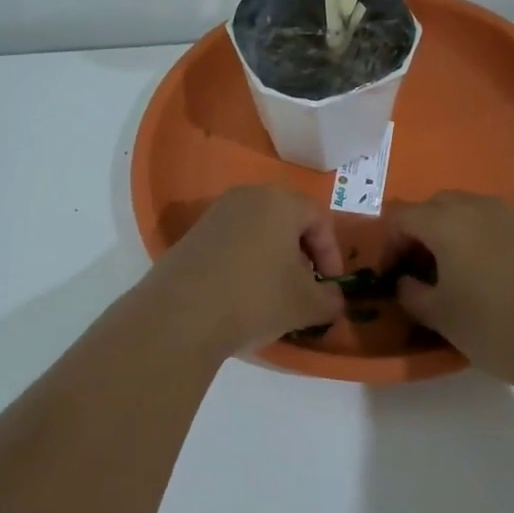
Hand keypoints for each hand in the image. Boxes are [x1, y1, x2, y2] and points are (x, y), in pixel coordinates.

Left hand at [148, 186, 342, 357]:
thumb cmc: (255, 298)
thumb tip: (333, 298)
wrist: (181, 315)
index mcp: (279, 201)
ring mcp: (214, 215)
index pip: (319, 217)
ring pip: (258, 232)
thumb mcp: (306, 304)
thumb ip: (330, 299)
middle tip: (306, 287)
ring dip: (274, 259)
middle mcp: (246, 197)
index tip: (330, 284)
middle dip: (302, 254)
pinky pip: (232, 244)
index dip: (332, 252)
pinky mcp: (191, 236)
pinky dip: (246, 264)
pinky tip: (242, 296)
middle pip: (287, 220)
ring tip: (275, 295)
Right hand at [385, 192, 513, 391]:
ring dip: (444, 235)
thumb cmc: (495, 326)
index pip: (400, 219)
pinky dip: (470, 239)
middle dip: (415, 235)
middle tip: (413, 272)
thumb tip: (405, 282)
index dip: (387, 247)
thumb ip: (411, 293)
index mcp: (446, 221)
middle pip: (431, 208)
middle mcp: (475, 207)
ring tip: (444, 275)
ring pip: (461, 212)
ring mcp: (506, 216)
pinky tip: (476, 275)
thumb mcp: (440, 315)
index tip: (388, 278)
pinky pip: (486, 224)